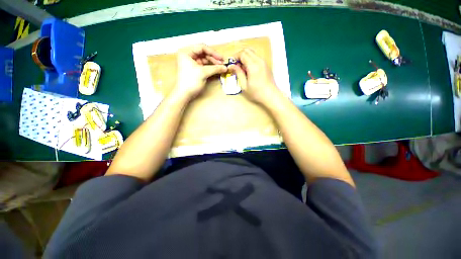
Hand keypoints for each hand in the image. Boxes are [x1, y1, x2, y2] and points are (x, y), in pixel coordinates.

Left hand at [175, 44, 226, 99]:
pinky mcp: (195, 69)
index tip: (221, 58)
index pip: (202, 47)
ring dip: (213, 63)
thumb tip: (225, 67)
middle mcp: (189, 55)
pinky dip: (211, 67)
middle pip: (204, 53)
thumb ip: (215, 68)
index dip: (213, 52)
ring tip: (221, 67)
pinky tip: (217, 69)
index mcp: (186, 52)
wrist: (185, 94)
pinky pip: (205, 65)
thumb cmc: (191, 81)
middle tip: (222, 64)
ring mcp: (192, 62)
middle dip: (214, 58)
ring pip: (205, 60)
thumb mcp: (203, 73)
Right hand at [228, 48, 279, 103]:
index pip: (242, 54)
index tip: (231, 64)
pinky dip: (250, 60)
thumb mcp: (244, 86)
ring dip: (245, 57)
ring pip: (252, 53)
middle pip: (247, 50)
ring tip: (242, 68)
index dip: (235, 57)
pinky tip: (248, 70)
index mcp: (253, 66)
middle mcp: (259, 60)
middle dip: (239, 56)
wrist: (271, 96)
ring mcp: (263, 62)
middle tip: (235, 65)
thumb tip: (231, 66)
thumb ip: (238, 73)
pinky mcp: (266, 64)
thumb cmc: (256, 93)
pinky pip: (256, 57)